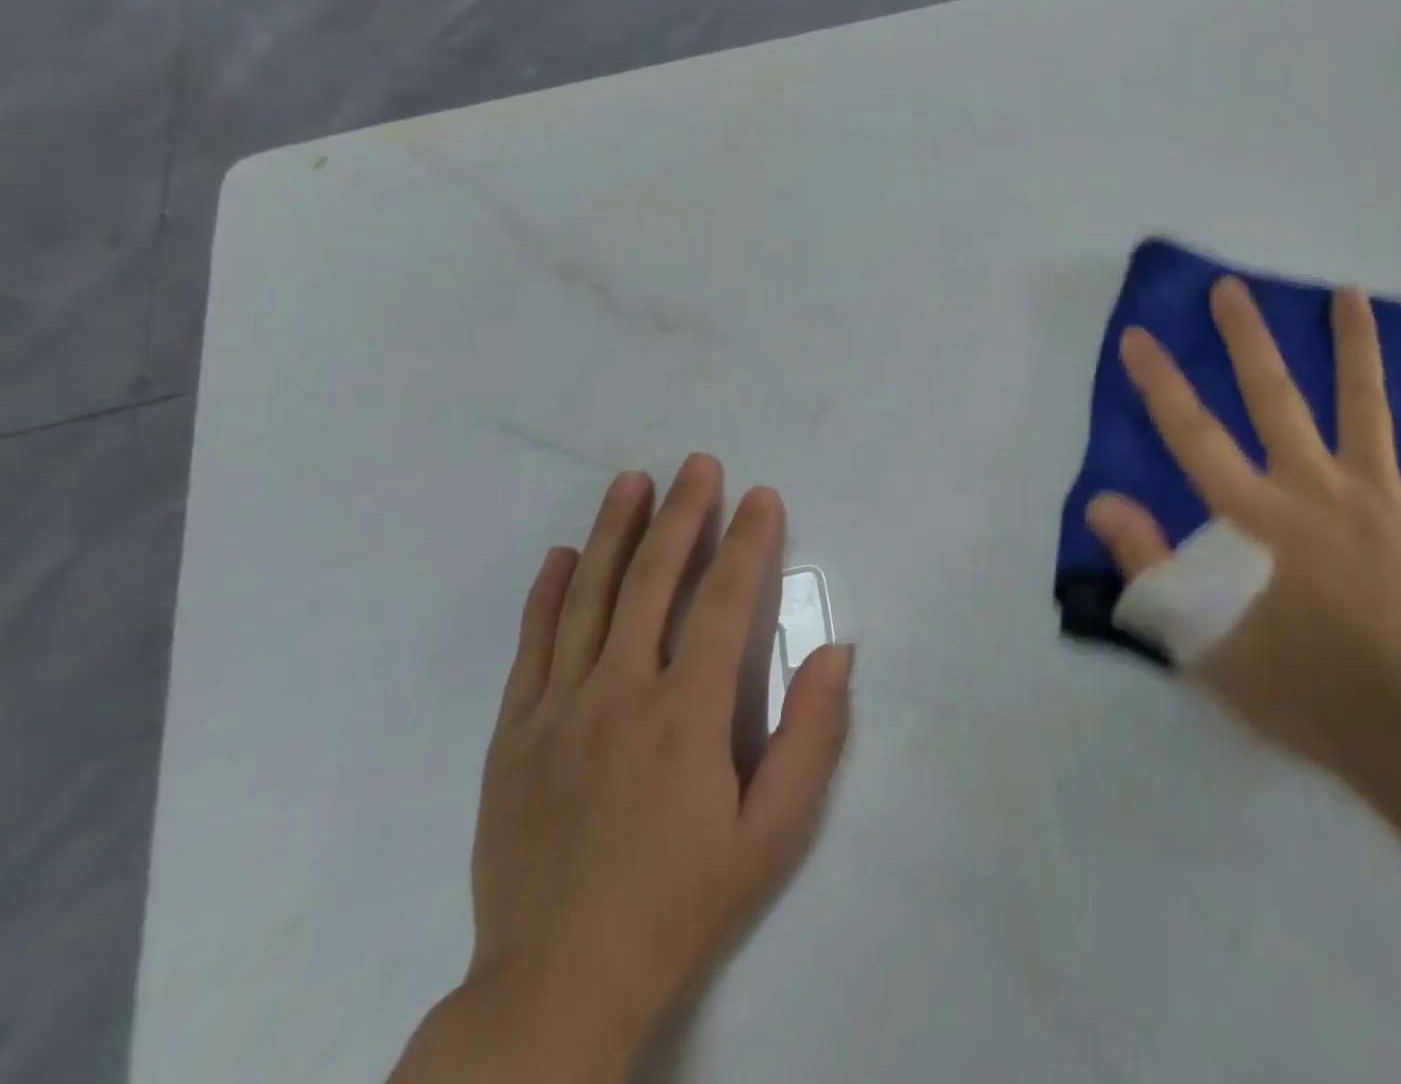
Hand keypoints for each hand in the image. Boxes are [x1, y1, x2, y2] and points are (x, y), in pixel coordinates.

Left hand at [456, 457, 852, 1075]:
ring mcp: (557, 709)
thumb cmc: (682, 904)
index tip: (762, 496)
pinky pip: (532, 646)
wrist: (556, 988)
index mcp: (687, 714)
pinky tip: (562, 555)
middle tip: (699, 464)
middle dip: (683, 514)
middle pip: (654, 580)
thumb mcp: (772, 835)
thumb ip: (810, 737)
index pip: (723, 602)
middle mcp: (620, 693)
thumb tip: (836, 653)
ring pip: (589, 597)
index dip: (748, 542)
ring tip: (633, 481)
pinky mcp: (513, 735)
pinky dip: (548, 593)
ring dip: (615, 532)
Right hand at [1084, 280, 1400, 792]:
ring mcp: (1382, 500)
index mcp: (1255, 517)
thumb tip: (1102, 502)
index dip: (1160, 383)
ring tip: (1348, 295)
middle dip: (1247, 339)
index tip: (1139, 335)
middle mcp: (1314, 489)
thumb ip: (1147, 563)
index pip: (1193, 435)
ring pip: (1366, 408)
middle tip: (1231, 288)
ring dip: (1355, 347)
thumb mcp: (1200, 637)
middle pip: (1275, 397)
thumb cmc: (1301, 689)